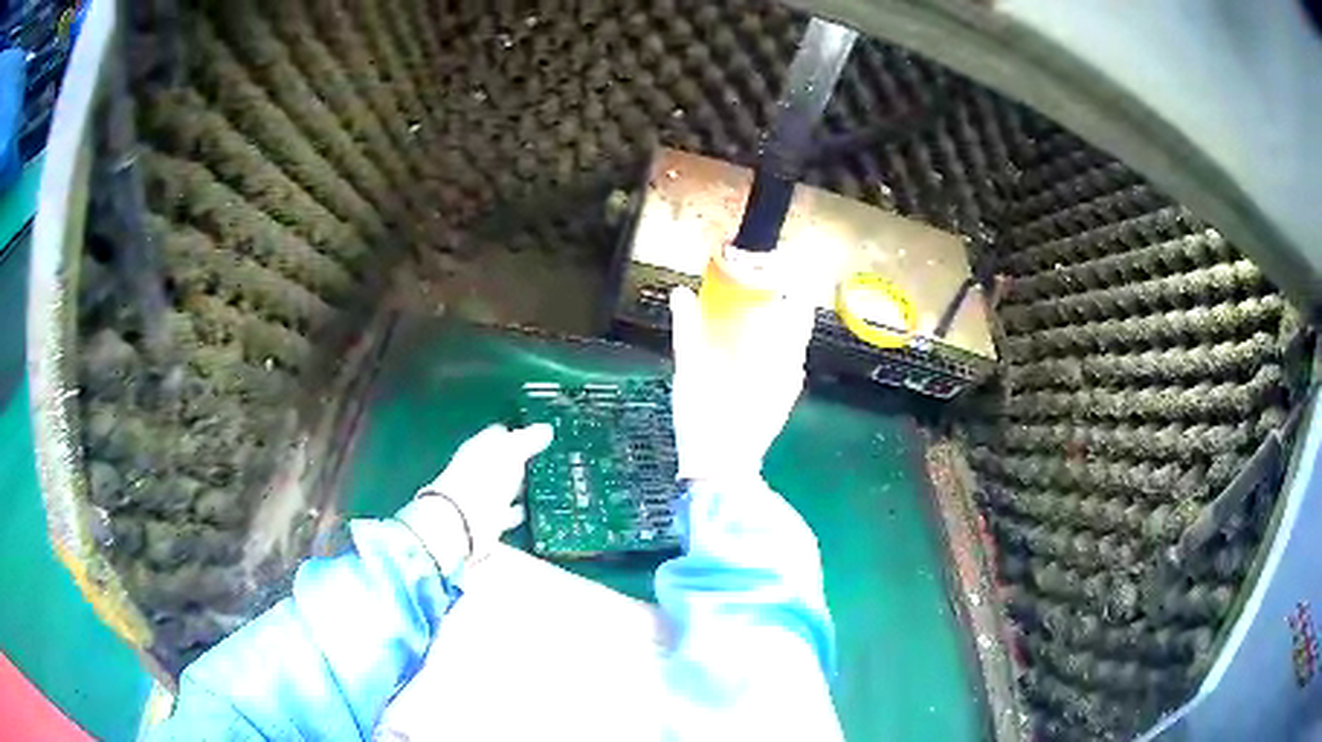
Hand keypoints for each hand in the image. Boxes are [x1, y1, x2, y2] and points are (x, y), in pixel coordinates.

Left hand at [415, 423, 553, 560]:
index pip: (499, 435)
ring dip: (520, 489)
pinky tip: (534, 514)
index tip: (538, 437)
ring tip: (544, 489)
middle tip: (545, 463)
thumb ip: (528, 440)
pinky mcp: (488, 521)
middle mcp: (477, 471)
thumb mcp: (512, 452)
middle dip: (521, 464)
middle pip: (502, 463)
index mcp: (479, 448)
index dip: (517, 434)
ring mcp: (481, 498)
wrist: (464, 524)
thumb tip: (545, 429)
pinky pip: (509, 513)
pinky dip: (520, 512)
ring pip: (505, 489)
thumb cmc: (484, 480)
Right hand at [668, 285, 814, 482]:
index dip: (791, 286)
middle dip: (780, 307)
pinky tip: (750, 356)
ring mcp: (788, 390)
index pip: (797, 310)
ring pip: (790, 349)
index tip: (776, 270)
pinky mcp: (780, 405)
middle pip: (795, 328)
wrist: (720, 473)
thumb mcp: (691, 373)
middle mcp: (792, 370)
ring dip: (776, 331)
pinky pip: (784, 369)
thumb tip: (680, 293)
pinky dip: (772, 354)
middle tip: (756, 290)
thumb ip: (687, 330)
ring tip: (752, 318)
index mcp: (779, 357)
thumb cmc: (708, 420)